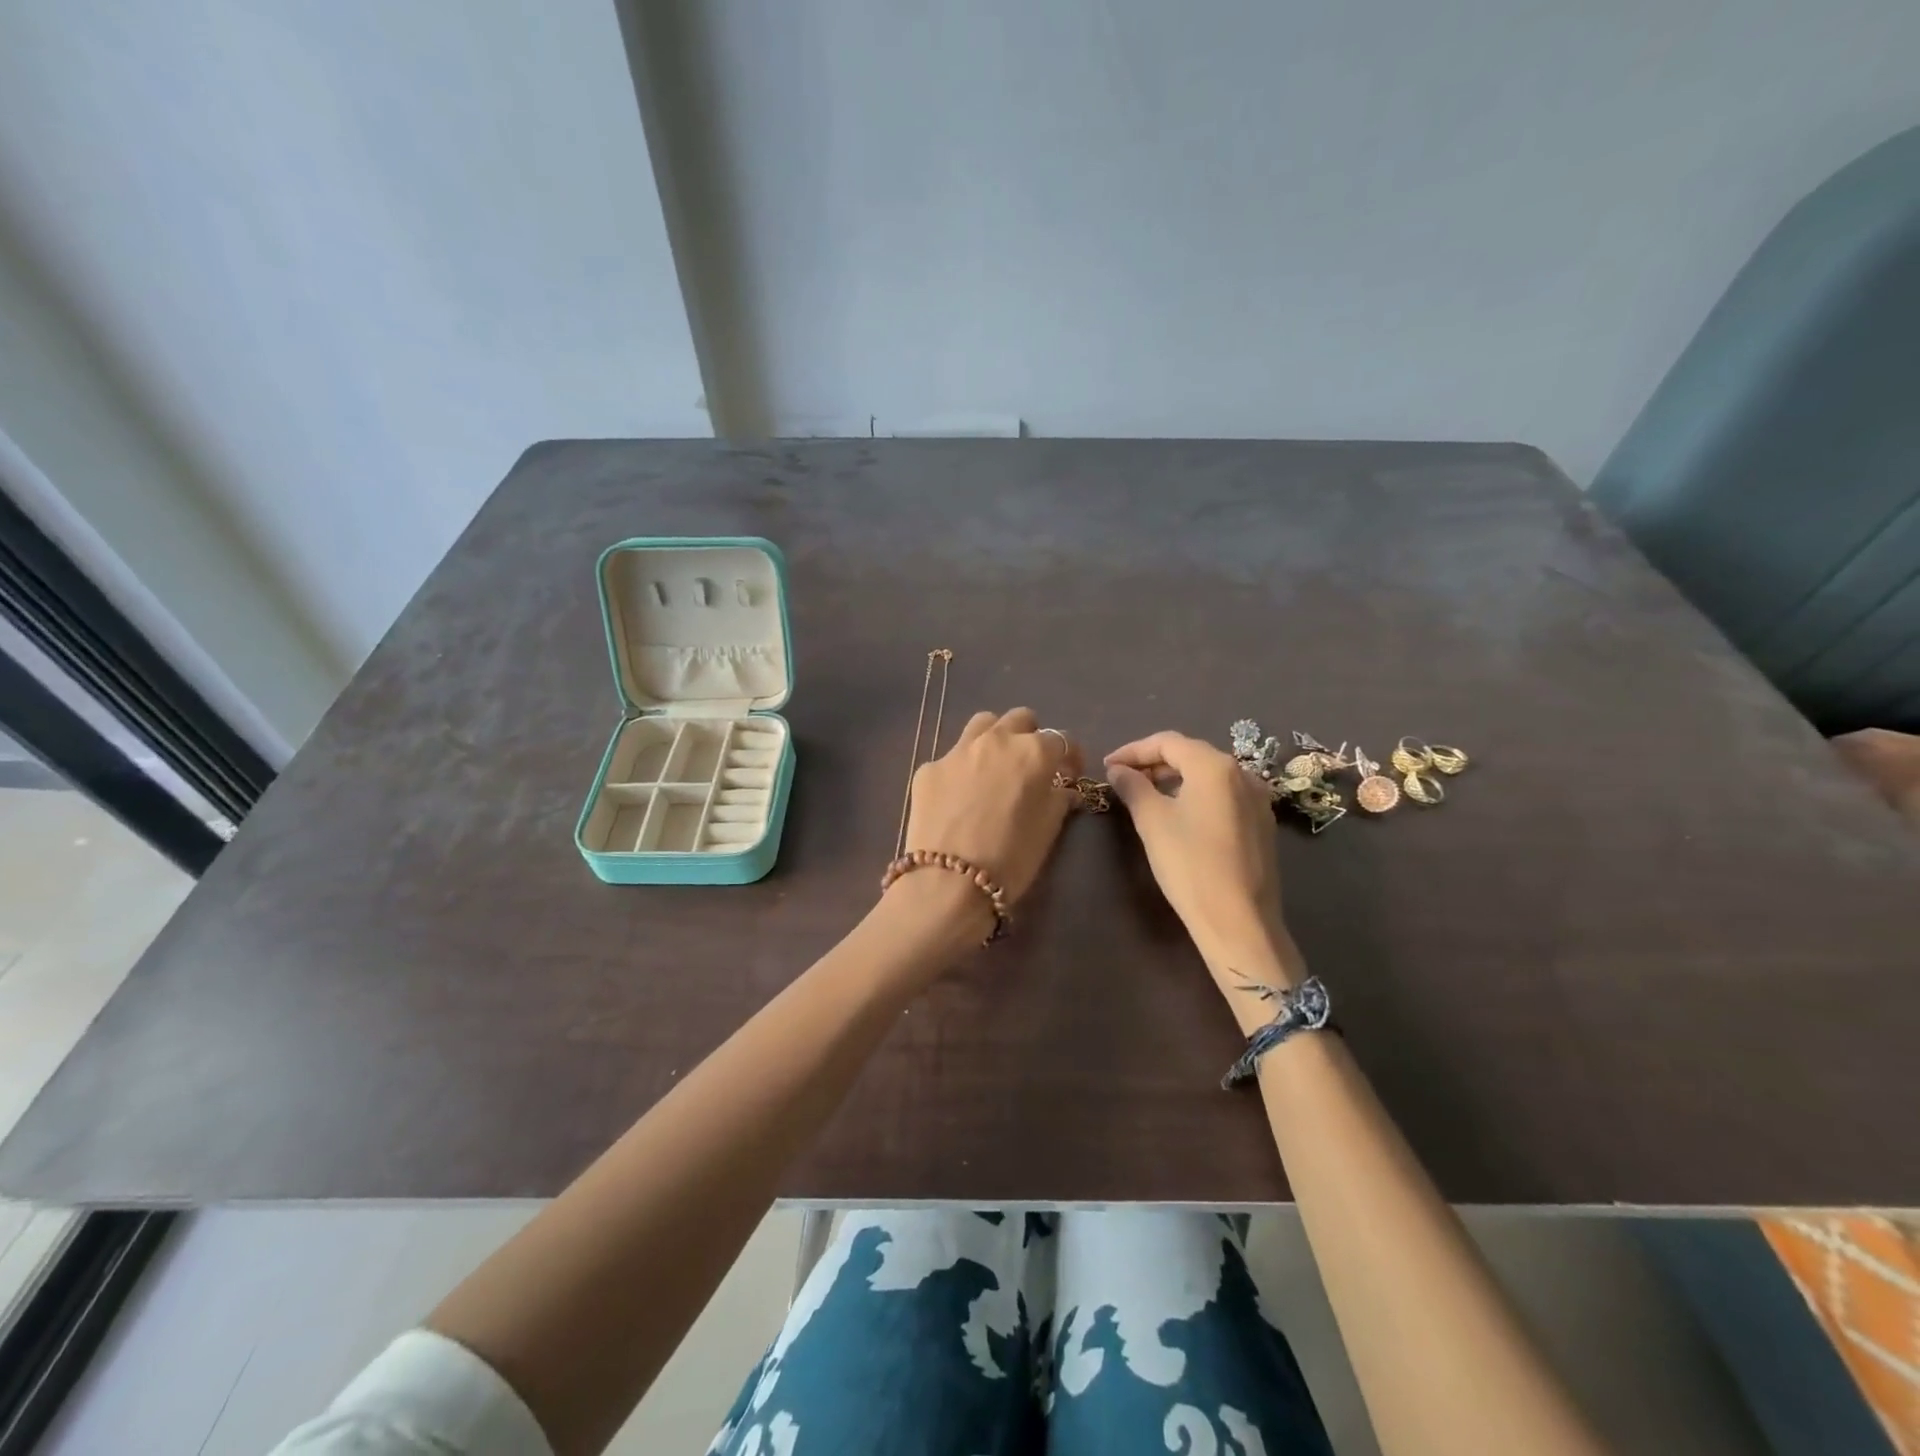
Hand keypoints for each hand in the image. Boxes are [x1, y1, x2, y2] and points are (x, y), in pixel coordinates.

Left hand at [896, 707, 1080, 918]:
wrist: (947, 883)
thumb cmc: (1010, 860)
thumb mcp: (1047, 831)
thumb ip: (1058, 800)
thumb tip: (1062, 789)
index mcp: (1032, 753)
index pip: (1062, 740)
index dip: (1071, 757)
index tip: (1070, 775)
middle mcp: (995, 741)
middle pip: (1020, 720)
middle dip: (1031, 737)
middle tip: (1031, 767)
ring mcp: (957, 751)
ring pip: (983, 725)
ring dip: (995, 739)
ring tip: (995, 767)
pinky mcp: (928, 768)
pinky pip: (952, 757)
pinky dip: (963, 769)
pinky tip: (959, 796)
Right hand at [1105, 731, 1295, 987]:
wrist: (1239, 921)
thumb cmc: (1190, 864)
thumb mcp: (1152, 821)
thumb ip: (1133, 786)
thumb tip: (1118, 770)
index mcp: (1215, 766)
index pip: (1167, 742)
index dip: (1133, 750)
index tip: (1107, 766)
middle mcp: (1242, 773)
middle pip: (1191, 754)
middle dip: (1154, 763)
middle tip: (1123, 779)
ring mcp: (1257, 799)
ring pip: (1209, 775)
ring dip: (1175, 779)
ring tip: (1146, 795)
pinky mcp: (1262, 823)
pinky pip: (1223, 795)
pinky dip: (1196, 795)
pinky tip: (1178, 814)